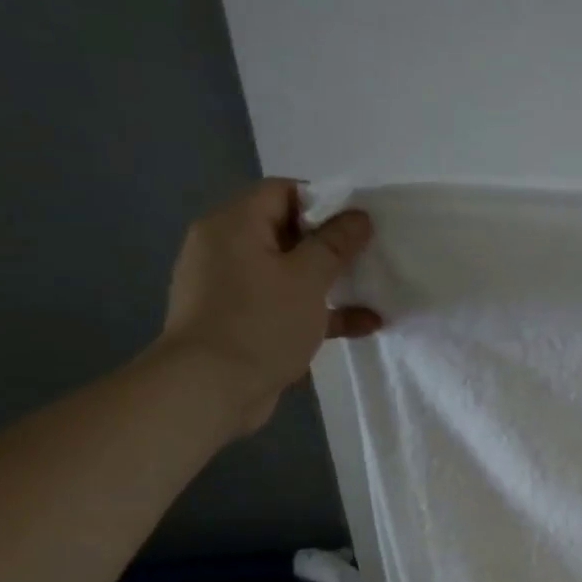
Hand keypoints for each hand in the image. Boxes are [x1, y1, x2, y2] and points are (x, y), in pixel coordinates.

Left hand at [157, 180, 381, 433]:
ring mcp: (233, 289)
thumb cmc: (260, 322)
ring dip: (330, 281)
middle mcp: (226, 250)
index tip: (359, 223)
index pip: (281, 192)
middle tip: (369, 255)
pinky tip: (363, 325)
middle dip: (331, 244)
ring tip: (371, 289)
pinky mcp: (243, 323)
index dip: (323, 201)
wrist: (210, 389)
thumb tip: (358, 217)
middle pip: (286, 232)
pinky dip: (320, 311)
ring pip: (289, 272)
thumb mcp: (307, 278)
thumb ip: (335, 244)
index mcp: (234, 226)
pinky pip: (286, 305)